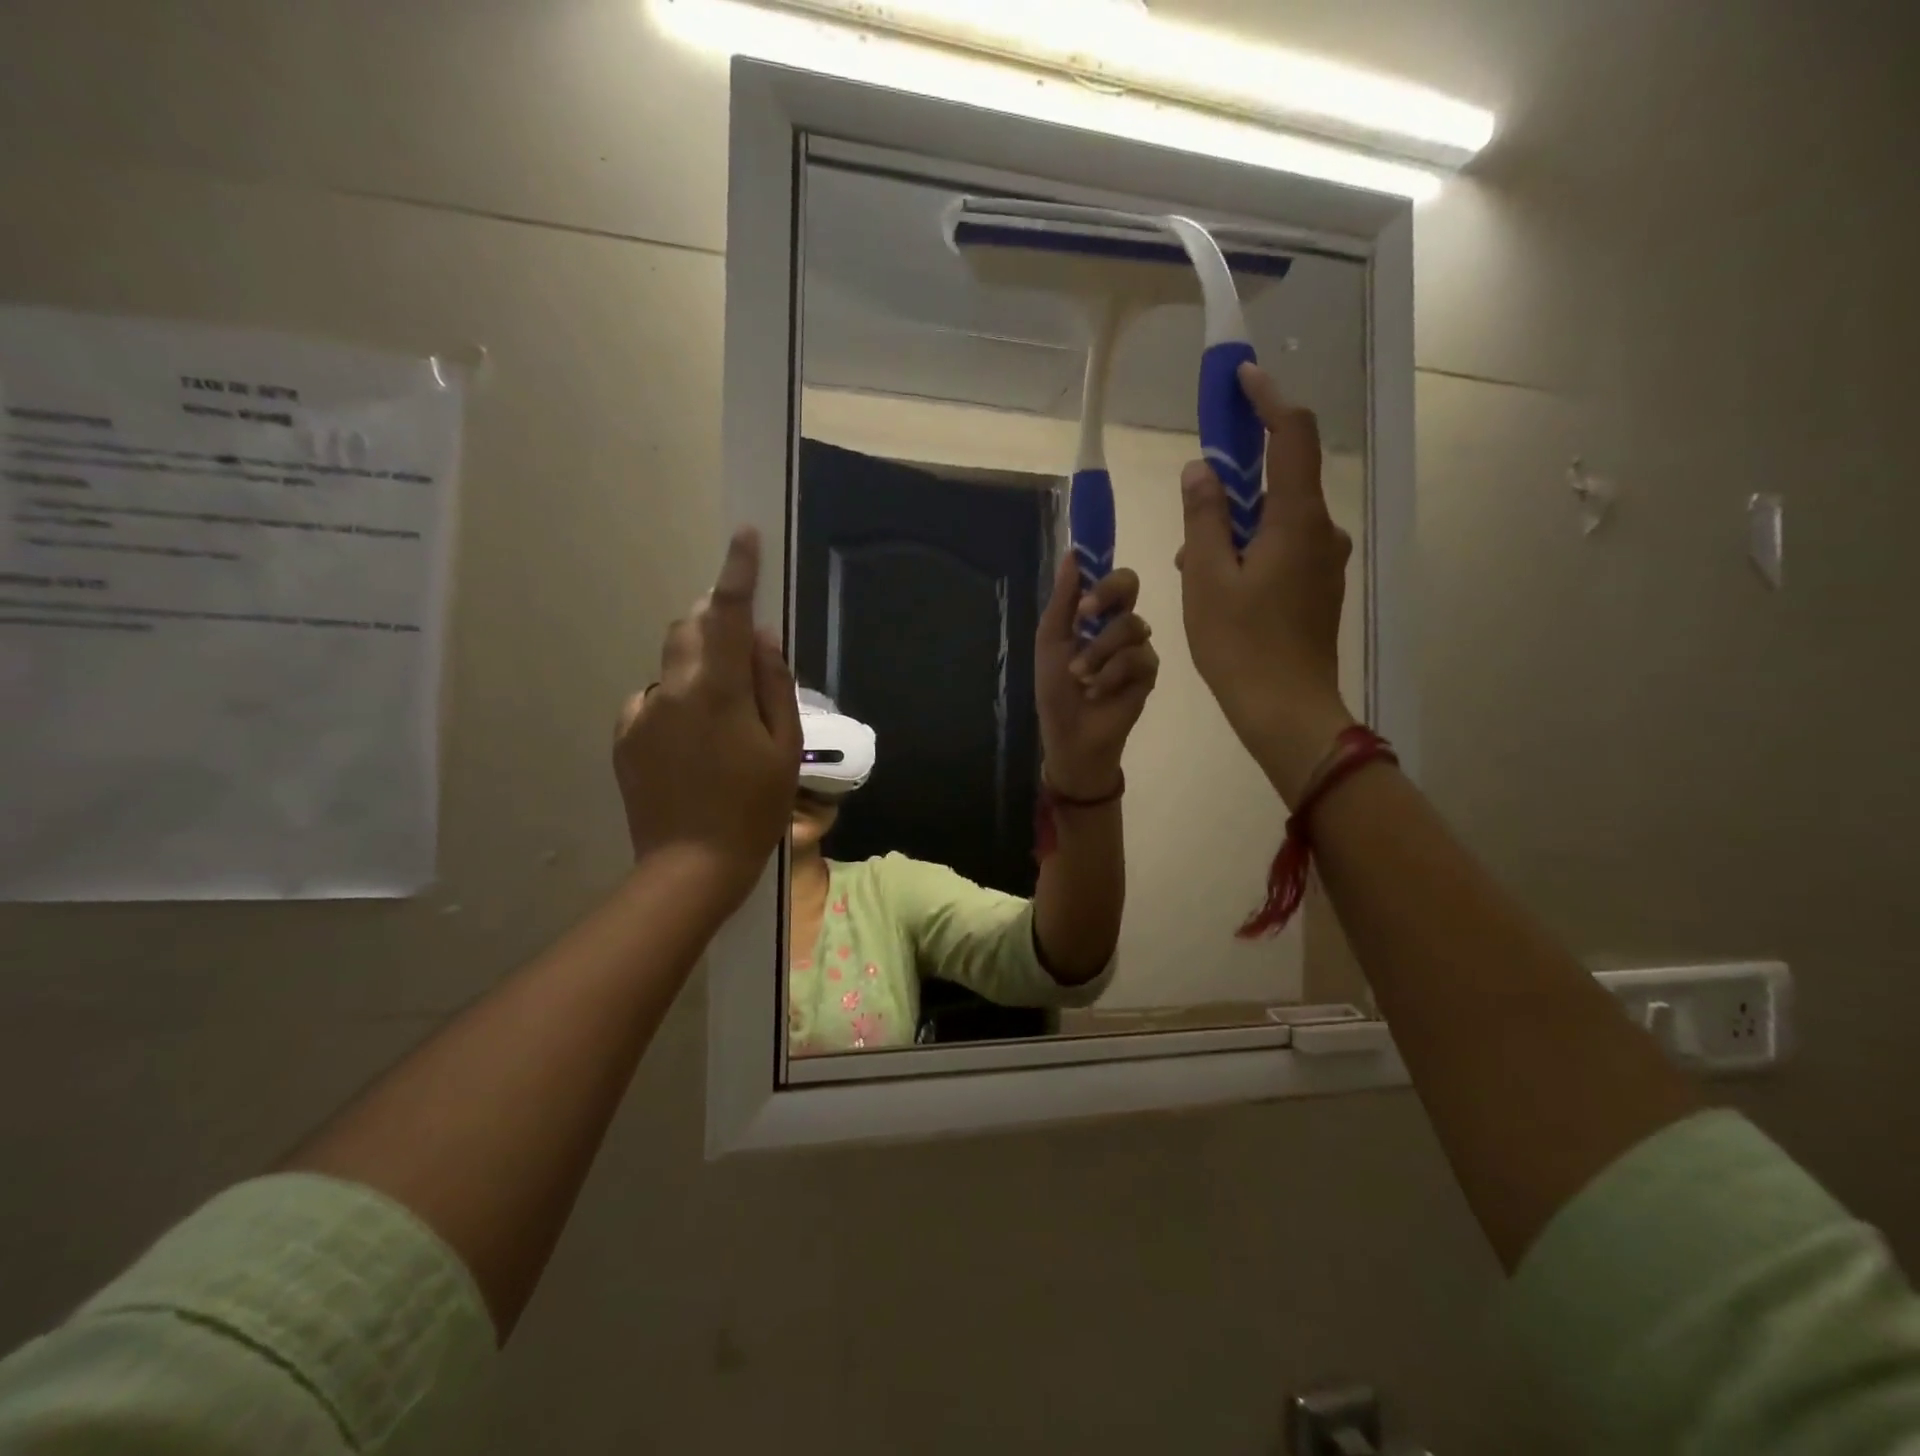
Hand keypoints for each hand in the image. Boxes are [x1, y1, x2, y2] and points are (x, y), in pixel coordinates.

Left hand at [613, 528, 801, 914]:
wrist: (690, 866)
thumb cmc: (753, 808)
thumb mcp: (783, 747)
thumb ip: (772, 684)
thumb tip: (760, 637)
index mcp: (715, 690)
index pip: (726, 614)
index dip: (737, 572)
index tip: (744, 536)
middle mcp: (670, 690)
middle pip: (688, 628)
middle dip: (714, 622)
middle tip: (743, 654)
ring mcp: (641, 713)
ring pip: (673, 666)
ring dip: (698, 670)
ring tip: (722, 723)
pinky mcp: (625, 737)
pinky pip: (654, 701)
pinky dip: (677, 704)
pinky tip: (692, 749)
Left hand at [1034, 553, 1160, 798]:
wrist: (1071, 734)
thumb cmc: (1056, 689)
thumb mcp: (1051, 642)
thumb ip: (1063, 600)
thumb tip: (1072, 554)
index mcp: (1095, 613)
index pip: (1108, 575)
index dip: (1101, 570)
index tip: (1084, 578)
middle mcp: (1119, 623)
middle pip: (1130, 584)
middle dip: (1106, 596)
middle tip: (1084, 617)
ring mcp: (1138, 646)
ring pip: (1131, 625)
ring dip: (1098, 652)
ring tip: (1080, 676)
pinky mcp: (1149, 672)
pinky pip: (1138, 658)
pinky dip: (1111, 675)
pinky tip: (1097, 692)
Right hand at [1177, 362, 1355, 802]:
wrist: (1286, 711)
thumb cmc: (1240, 644)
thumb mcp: (1206, 577)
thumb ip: (1204, 516)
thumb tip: (1201, 470)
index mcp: (1297, 519)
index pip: (1292, 436)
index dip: (1267, 400)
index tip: (1240, 379)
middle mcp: (1321, 531)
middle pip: (1284, 478)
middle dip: (1237, 479)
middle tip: (1193, 501)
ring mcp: (1324, 563)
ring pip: (1277, 520)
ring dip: (1236, 524)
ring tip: (1191, 562)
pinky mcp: (1318, 589)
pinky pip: (1282, 550)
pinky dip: (1249, 550)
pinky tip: (1216, 585)